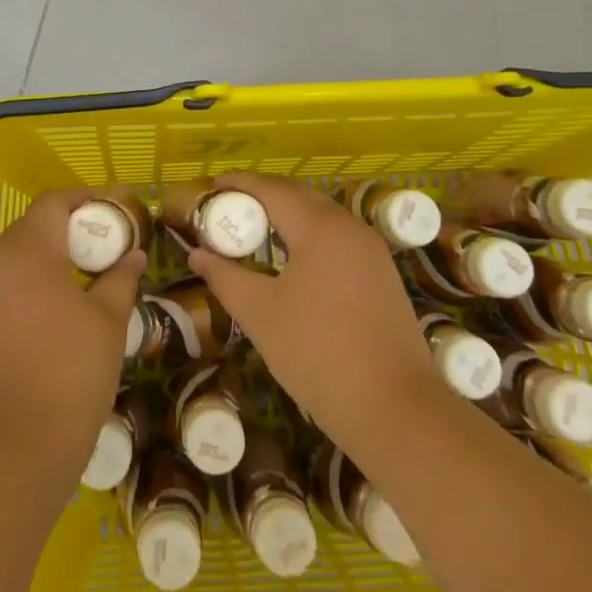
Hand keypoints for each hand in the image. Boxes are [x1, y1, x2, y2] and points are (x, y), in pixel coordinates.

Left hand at [0, 188, 145, 494]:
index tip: (116, 210)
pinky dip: (29, 287)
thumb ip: (120, 279)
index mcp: (26, 252)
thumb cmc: (68, 376)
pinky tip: (55, 313)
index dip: (87, 199)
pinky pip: (3, 289)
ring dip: (49, 260)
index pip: (54, 203)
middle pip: (33, 228)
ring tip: (85, 280)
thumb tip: (133, 255)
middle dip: (69, 231)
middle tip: (106, 248)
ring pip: (16, 260)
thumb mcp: (108, 324)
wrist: (10, 453)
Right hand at [186, 171, 446, 458]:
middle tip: (229, 207)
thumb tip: (196, 253)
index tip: (212, 185)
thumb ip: (225, 277)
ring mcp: (372, 252)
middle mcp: (349, 227)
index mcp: (320, 227)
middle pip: (300, 197)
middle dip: (263, 195)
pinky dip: (310, 236)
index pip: (272, 189)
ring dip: (289, 216)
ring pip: (323, 217)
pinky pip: (339, 239)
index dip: (240, 183)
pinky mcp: (383, 276)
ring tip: (257, 231)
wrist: (395, 408)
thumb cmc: (317, 353)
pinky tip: (294, 259)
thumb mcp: (259, 314)